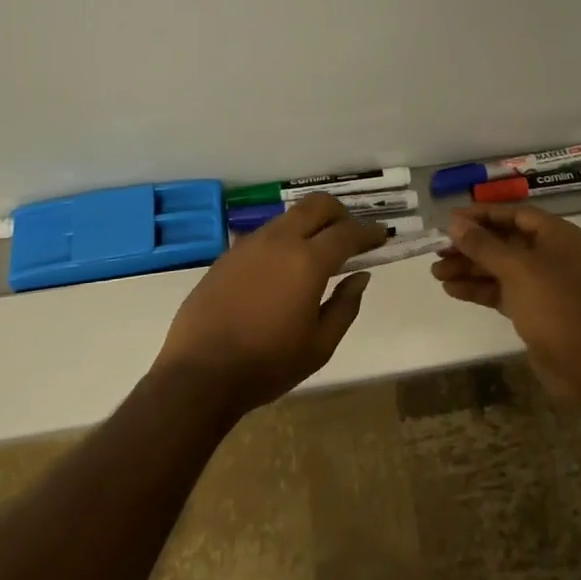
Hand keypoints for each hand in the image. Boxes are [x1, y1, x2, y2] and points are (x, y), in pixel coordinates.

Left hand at [154, 194, 386, 414]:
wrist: (198, 375)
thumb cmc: (267, 365)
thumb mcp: (320, 346)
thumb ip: (345, 306)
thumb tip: (360, 276)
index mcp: (307, 261)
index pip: (347, 233)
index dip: (369, 232)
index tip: (382, 236)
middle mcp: (279, 241)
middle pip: (317, 205)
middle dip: (340, 214)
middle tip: (350, 236)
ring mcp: (249, 244)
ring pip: (289, 217)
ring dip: (310, 225)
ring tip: (317, 253)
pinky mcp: (227, 255)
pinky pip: (265, 235)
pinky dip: (284, 240)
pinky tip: (282, 269)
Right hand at [432, 205, 580, 394]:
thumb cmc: (553, 304)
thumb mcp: (515, 268)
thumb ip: (482, 244)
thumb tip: (454, 222)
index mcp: (558, 235)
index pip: (515, 215)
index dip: (482, 215)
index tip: (451, 219)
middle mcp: (553, 254)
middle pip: (505, 242)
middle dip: (471, 246)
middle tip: (438, 250)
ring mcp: (544, 283)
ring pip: (500, 268)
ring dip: (470, 269)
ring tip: (437, 273)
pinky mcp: (534, 308)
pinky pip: (502, 290)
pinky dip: (479, 289)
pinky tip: (452, 290)